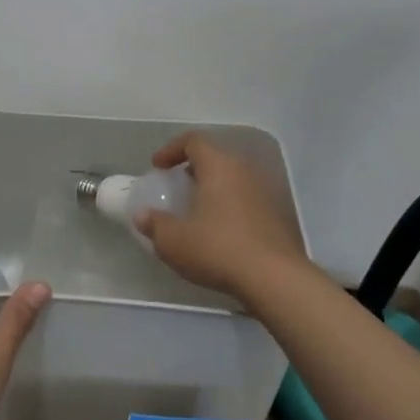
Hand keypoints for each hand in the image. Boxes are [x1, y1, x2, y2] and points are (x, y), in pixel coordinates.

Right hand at [134, 133, 309, 300]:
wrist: (274, 278)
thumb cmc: (218, 250)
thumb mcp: (174, 242)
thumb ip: (154, 224)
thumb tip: (143, 215)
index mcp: (219, 167)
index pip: (194, 140)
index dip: (172, 149)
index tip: (158, 167)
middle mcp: (245, 172)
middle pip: (216, 158)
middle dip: (193, 169)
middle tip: (177, 188)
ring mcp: (266, 192)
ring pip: (233, 179)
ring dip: (213, 189)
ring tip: (197, 212)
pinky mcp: (277, 215)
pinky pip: (246, 200)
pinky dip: (229, 206)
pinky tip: (220, 232)